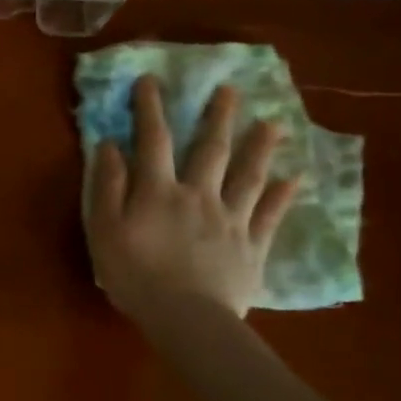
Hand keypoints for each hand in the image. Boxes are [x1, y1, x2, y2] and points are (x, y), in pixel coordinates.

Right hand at [86, 76, 298, 320]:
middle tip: (229, 89)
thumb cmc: (135, 274)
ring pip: (249, 176)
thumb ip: (108, 186)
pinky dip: (283, 196)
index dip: (151, 109)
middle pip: (210, 150)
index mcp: (159, 191)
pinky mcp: (252, 246)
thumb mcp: (104, 230)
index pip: (153, 141)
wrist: (187, 319)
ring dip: (259, 147)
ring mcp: (231, 219)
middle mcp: (199, 195)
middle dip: (217, 117)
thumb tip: (109, 146)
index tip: (151, 80)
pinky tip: (296, 179)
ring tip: (272, 123)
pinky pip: (270, 216)